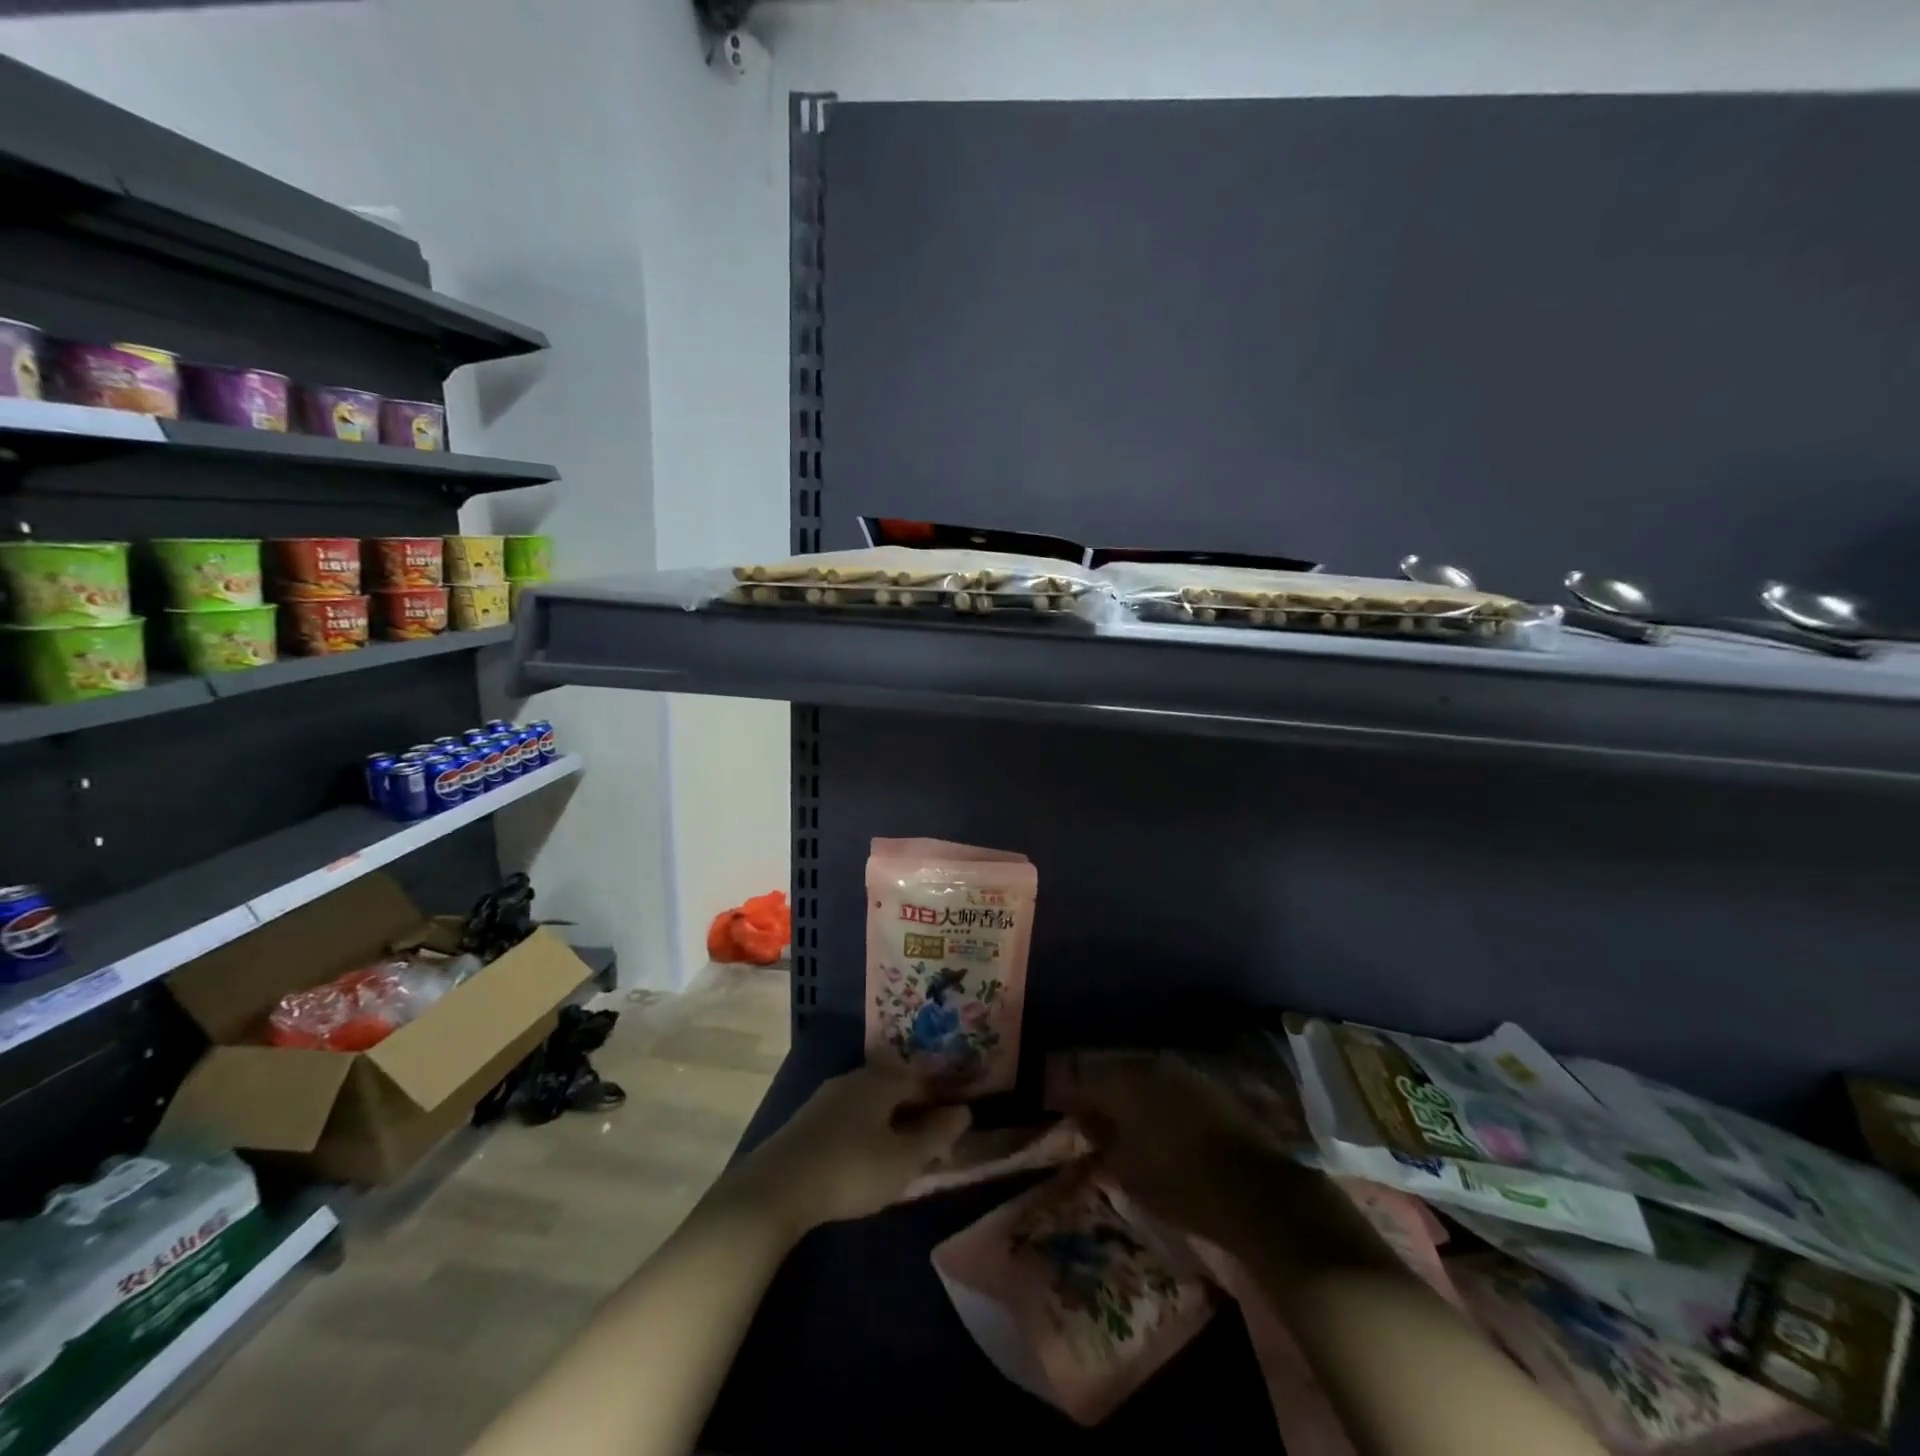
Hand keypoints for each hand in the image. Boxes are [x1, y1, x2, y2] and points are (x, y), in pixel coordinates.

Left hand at [720, 1065, 971, 1236]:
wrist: (777, 1187)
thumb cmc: (851, 1169)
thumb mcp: (903, 1160)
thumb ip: (936, 1135)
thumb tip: (964, 1111)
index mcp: (882, 1080)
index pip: (922, 1079)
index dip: (942, 1099)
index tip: (955, 1125)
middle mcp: (855, 1077)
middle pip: (895, 1086)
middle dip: (916, 1110)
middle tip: (931, 1143)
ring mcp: (828, 1096)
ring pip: (871, 1101)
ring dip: (890, 1121)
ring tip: (900, 1152)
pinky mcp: (808, 1119)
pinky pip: (850, 1115)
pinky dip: (866, 1129)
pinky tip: (864, 1155)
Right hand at [1050, 1050, 1283, 1243]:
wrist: (1255, 1191)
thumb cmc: (1179, 1183)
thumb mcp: (1125, 1170)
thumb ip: (1099, 1137)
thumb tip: (1086, 1119)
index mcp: (1121, 1080)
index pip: (1077, 1076)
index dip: (1060, 1091)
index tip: (1051, 1107)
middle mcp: (1148, 1063)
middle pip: (1108, 1069)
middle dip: (1094, 1089)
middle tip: (1084, 1114)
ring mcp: (1180, 1070)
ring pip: (1137, 1073)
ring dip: (1124, 1091)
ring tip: (1117, 1119)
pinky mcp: (1205, 1083)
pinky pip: (1164, 1082)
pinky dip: (1151, 1097)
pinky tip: (1151, 1120)